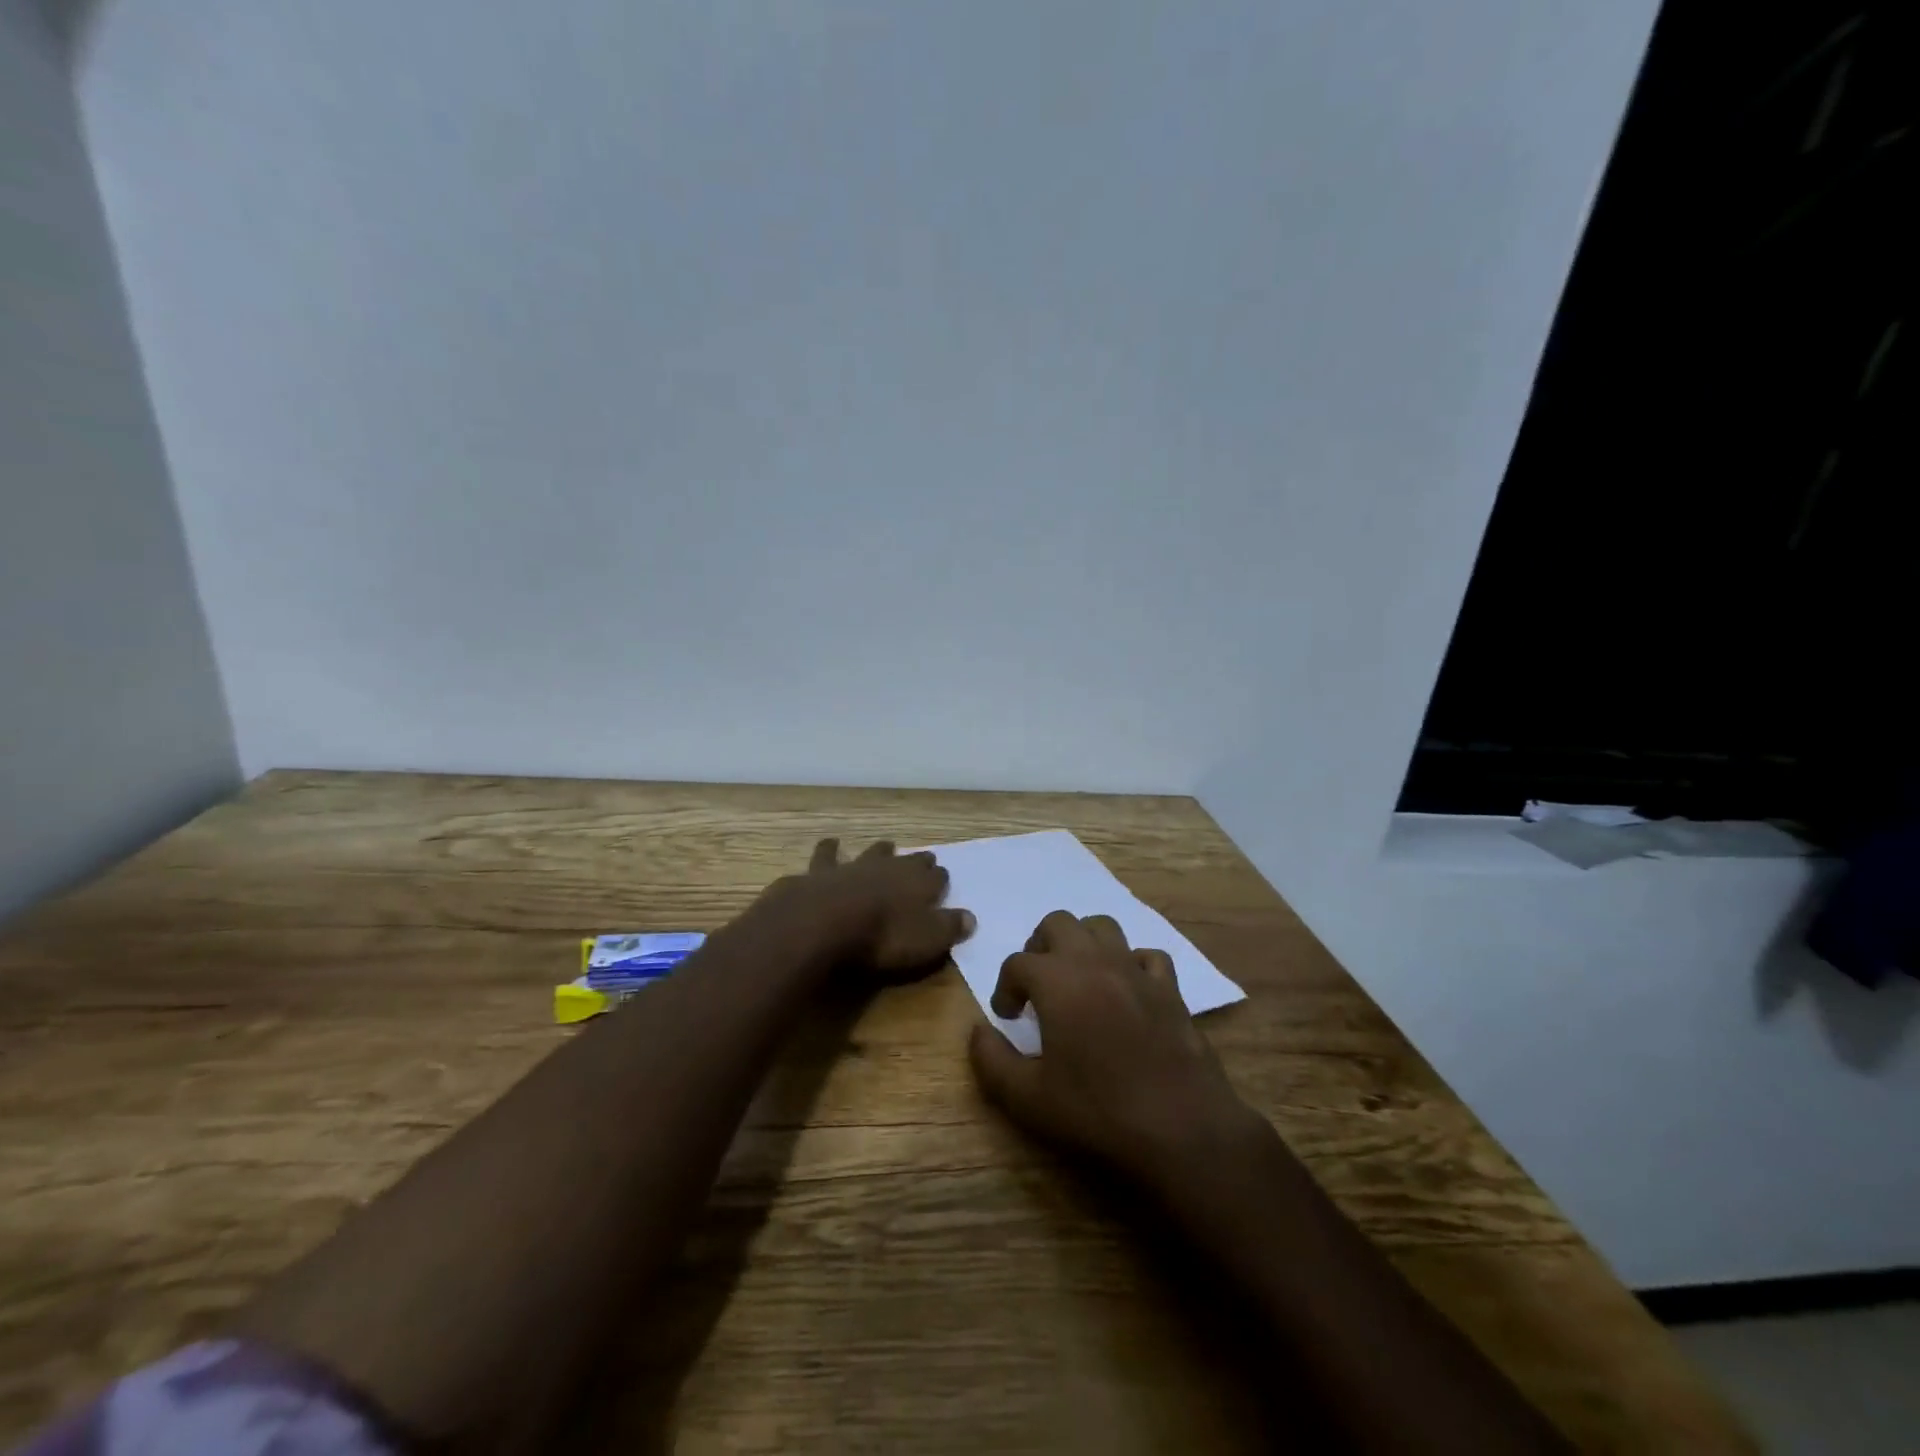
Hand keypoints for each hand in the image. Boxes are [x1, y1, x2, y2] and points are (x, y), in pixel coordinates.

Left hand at [758, 838, 974, 980]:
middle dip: (917, 860)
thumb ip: (950, 927)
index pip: (938, 877)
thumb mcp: (927, 940)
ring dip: (879, 850)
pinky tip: (830, 843)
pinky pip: (828, 856)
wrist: (824, 920)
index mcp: (919, 883)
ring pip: (872, 852)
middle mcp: (890, 867)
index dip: (941, 879)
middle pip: (908, 860)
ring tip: (885, 845)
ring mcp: (855, 866)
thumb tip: (971, 918)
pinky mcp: (822, 872)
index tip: (943, 880)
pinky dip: (830, 850)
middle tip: (923, 858)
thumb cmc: (883, 936)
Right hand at [968, 910, 1263, 1188]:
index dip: (1005, 987)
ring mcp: (1136, 970)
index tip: (1008, 1016)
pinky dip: (1131, 964)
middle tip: (1037, 985)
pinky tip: (1126, 990)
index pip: (1018, 963)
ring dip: (1083, 943)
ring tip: (1077, 977)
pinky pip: (1146, 955)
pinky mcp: (1170, 988)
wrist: (1181, 1129)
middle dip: (1040, 947)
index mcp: (1057, 981)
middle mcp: (1095, 961)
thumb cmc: (1097, 1112)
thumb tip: (977, 1030)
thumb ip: (992, 1060)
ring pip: (1103, 926)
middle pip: (1059, 923)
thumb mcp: (1027, 1099)